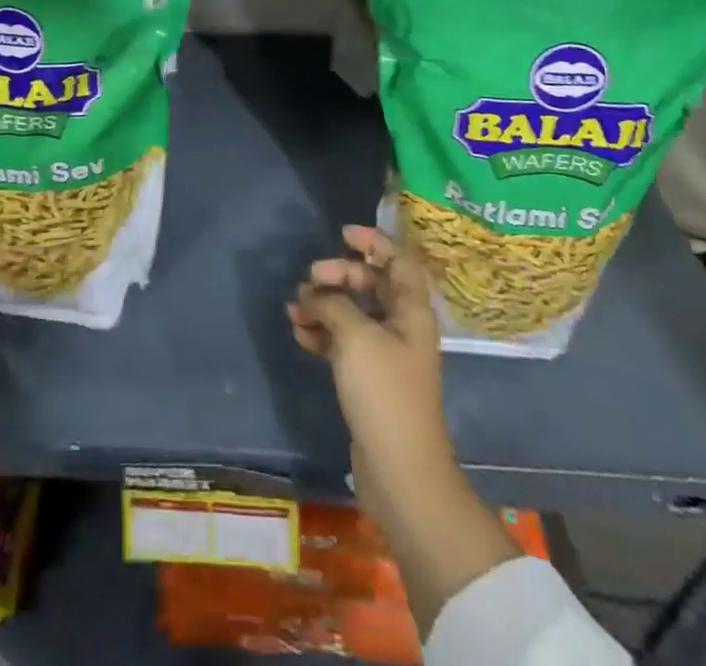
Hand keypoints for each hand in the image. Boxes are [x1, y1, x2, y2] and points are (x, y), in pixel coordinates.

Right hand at [287, 225, 453, 478]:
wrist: (400, 471)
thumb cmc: (384, 393)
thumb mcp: (356, 337)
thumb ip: (333, 304)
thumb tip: (315, 295)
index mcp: (411, 311)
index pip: (398, 261)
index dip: (374, 241)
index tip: (342, 233)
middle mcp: (402, 327)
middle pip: (371, 284)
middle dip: (340, 274)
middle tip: (311, 277)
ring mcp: (385, 355)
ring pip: (353, 314)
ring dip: (324, 305)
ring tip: (294, 309)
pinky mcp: (368, 381)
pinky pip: (343, 342)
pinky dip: (322, 334)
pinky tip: (299, 334)